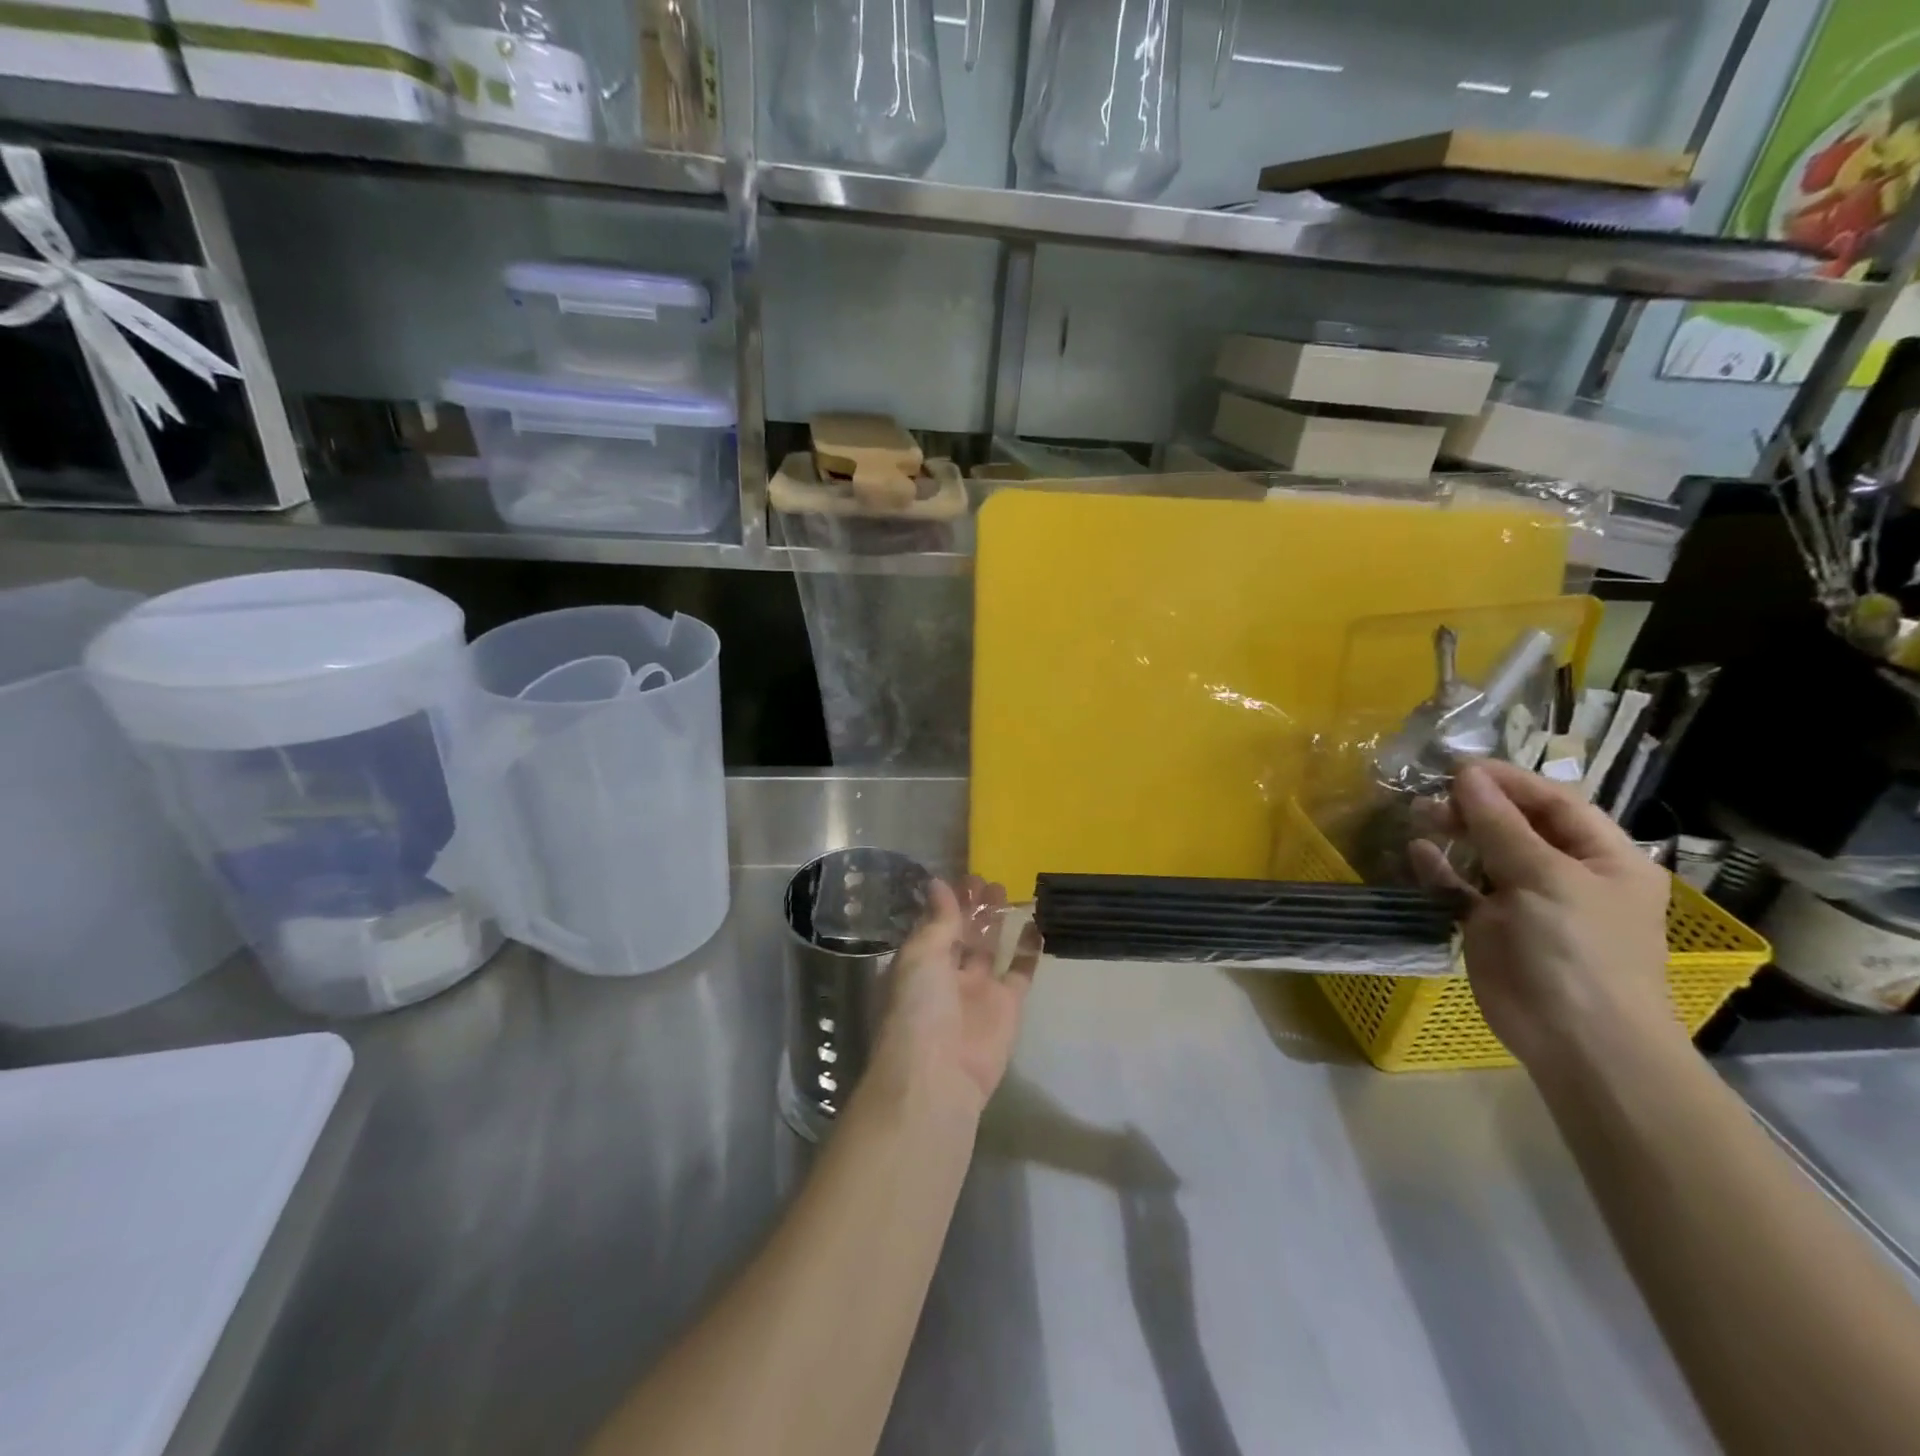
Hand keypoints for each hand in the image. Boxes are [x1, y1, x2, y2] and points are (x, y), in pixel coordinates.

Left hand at [867, 876, 1040, 1121]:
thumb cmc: (918, 1009)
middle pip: (962, 934)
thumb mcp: (921, 956)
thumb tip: (937, 883)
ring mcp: (978, 990)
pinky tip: (1036, 922)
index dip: (947, 902)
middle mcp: (946, 975)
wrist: (940, 1076)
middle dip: (972, 908)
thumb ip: (938, 921)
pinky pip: (1020, 971)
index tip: (963, 876)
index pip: (934, 925)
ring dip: (995, 921)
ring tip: (1005, 890)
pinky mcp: (1008, 1006)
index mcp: (919, 964)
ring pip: (989, 948)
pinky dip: (1028, 949)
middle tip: (987, 880)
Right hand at [1412, 761, 1677, 1068]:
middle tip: (1431, 794)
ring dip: (1455, 832)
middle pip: (1517, 825)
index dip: (1509, 781)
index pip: (1555, 803)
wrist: (1577, 1040)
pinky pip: (1461, 888)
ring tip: (1419, 814)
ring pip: (1485, 853)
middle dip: (1476, 806)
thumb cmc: (1578, 950)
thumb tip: (1467, 775)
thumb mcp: (1545, 878)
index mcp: (1603, 858)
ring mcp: (1527, 901)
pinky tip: (1417, 853)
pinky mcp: (1491, 926)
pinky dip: (1439, 870)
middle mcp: (1566, 874)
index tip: (1458, 766)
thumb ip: (1501, 825)